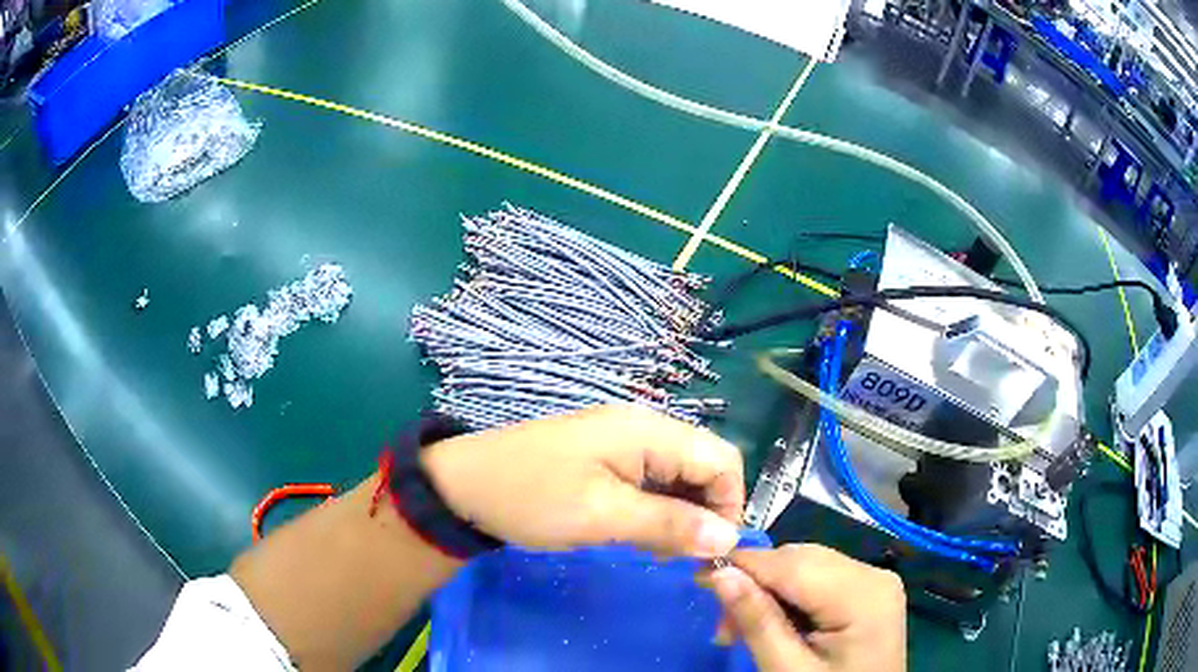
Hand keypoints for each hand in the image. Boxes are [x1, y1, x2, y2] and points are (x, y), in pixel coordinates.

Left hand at [420, 404, 744, 557]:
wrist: (462, 486)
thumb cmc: (531, 498)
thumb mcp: (602, 516)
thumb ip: (669, 525)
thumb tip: (729, 539)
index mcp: (647, 430)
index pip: (722, 459)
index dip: (729, 505)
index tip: (711, 550)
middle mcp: (643, 426)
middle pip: (703, 465)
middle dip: (704, 512)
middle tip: (679, 556)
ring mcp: (622, 439)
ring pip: (678, 475)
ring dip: (680, 513)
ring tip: (655, 550)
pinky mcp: (604, 456)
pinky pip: (650, 479)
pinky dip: (656, 508)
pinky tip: (637, 533)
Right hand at [709, 544, 905, 671]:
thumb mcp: (787, 670)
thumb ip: (758, 622)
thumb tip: (720, 573)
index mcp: (863, 594)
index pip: (793, 564)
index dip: (743, 564)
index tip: (697, 574)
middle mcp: (874, 574)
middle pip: (801, 561)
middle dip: (755, 585)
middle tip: (722, 626)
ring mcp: (875, 581)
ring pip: (807, 566)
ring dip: (768, 592)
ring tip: (741, 629)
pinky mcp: (869, 592)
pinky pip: (820, 579)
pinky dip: (790, 597)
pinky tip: (774, 623)